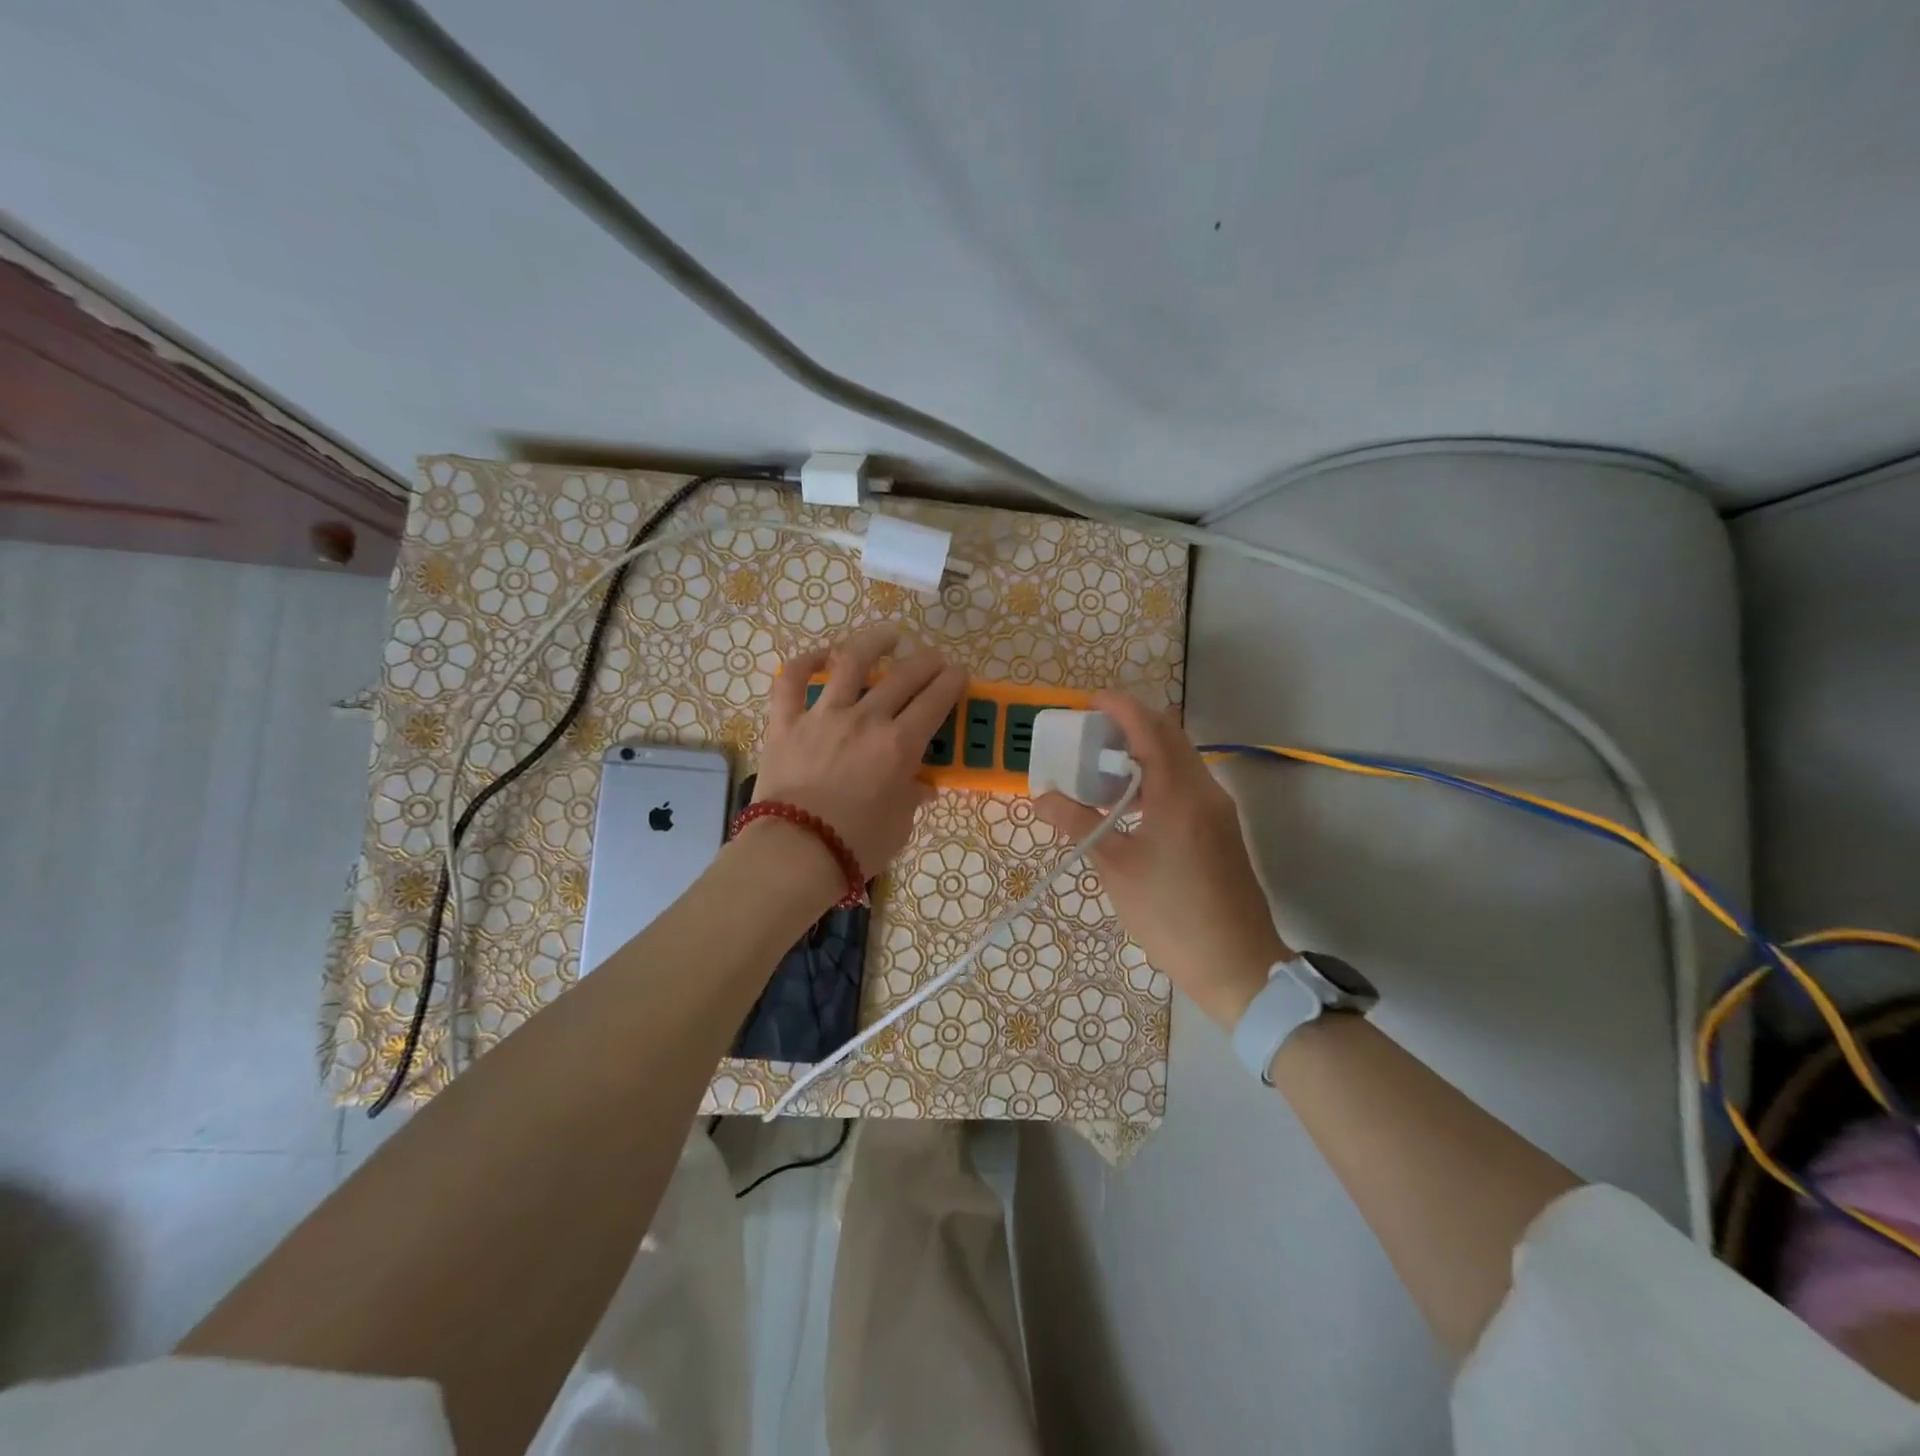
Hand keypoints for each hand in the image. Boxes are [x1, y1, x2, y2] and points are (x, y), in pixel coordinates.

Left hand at [751, 624, 965, 883]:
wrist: (796, 852)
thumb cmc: (856, 844)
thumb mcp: (900, 824)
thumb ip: (911, 796)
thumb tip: (920, 785)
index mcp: (899, 745)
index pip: (935, 701)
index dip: (952, 681)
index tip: (959, 673)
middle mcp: (866, 719)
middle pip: (903, 676)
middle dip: (926, 661)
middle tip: (935, 659)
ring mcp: (823, 715)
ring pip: (850, 661)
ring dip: (873, 642)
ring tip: (887, 636)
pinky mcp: (786, 721)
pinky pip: (793, 680)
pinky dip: (807, 661)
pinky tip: (822, 654)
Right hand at [1035, 692, 1292, 1029]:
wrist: (1237, 964)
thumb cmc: (1170, 914)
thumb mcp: (1115, 869)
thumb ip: (1077, 825)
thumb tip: (1041, 797)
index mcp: (1179, 793)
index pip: (1149, 728)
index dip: (1119, 707)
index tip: (1088, 701)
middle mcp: (1205, 790)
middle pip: (1170, 735)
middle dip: (1132, 723)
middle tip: (1091, 733)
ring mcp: (1218, 809)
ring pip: (1181, 759)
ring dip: (1146, 749)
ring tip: (1104, 766)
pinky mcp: (1222, 829)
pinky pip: (1188, 782)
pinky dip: (1159, 774)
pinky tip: (1132, 801)